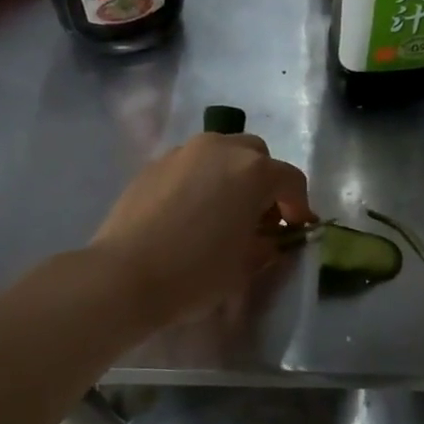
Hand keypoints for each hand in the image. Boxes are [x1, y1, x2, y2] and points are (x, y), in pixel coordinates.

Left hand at [92, 131, 314, 323]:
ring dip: (232, 176)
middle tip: (260, 217)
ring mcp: (183, 152)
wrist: (124, 275)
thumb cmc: (196, 272)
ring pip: (221, 153)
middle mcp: (220, 148)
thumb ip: (268, 245)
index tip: (297, 230)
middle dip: (265, 183)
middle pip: (256, 156)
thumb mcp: (246, 265)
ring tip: (223, 212)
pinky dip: (201, 180)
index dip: (299, 207)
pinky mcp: (154, 164)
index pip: (291, 181)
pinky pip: (191, 165)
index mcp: (253, 171)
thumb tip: (272, 238)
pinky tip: (191, 212)